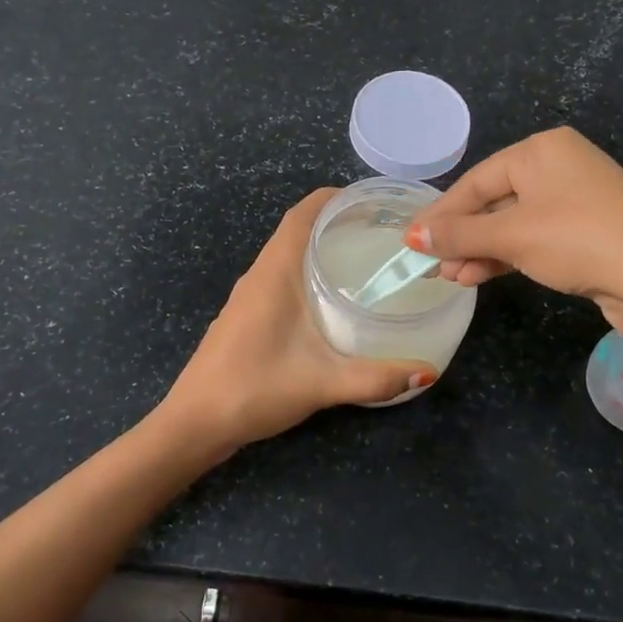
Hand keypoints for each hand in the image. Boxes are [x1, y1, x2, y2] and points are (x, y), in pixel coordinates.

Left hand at [162, 190, 437, 450]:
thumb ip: (375, 378)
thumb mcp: (322, 383)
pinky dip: (308, 274)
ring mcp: (249, 296)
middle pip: (299, 230)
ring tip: (365, 261)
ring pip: (288, 256)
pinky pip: (281, 279)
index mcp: (274, 272)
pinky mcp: (246, 316)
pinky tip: (332, 302)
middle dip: (338, 223)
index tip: (374, 203)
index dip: (336, 199)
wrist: (195, 422)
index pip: (303, 214)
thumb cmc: (254, 388)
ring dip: (322, 249)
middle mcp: (259, 275)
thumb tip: (427, 372)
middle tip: (383, 234)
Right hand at [408, 128, 622, 309]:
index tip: (411, 242)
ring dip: (480, 251)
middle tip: (431, 265)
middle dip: (461, 236)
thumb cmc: (578, 240)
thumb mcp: (512, 235)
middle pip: (493, 201)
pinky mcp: (586, 233)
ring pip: (512, 223)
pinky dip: (507, 256)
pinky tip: (480, 276)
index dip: (441, 214)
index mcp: (542, 150)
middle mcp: (559, 167)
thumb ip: (460, 234)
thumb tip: (413, 236)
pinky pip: (534, 239)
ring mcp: (576, 200)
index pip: (476, 180)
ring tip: (452, 278)